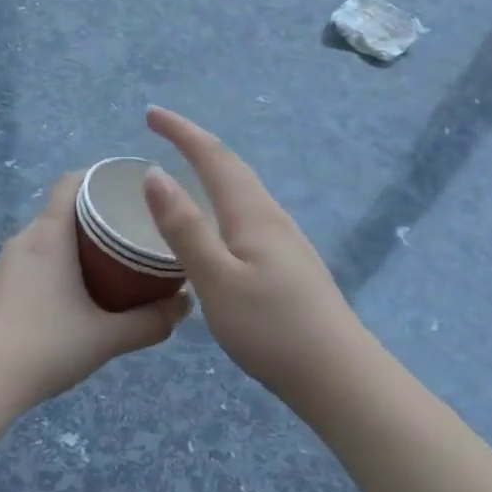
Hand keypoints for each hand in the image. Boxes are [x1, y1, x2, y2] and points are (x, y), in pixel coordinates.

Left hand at [0, 173, 189, 411]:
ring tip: (111, 265)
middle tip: (133, 234)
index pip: (71, 182)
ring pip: (47, 239)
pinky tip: (74, 295)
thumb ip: (151, 322)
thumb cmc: (45, 347)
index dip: (101, 178)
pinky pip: (32, 261)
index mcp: (48, 235)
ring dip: (76, 245)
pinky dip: (56, 265)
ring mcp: (4, 263)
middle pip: (63, 211)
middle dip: (98, 217)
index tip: (132, 191)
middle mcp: (23, 239)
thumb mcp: (107, 337)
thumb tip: (187, 304)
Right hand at [142, 107, 363, 404]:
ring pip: (244, 191)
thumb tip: (154, 175)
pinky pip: (248, 214)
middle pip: (233, 168)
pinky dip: (223, 200)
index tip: (151, 114)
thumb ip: (184, 228)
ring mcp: (286, 242)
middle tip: (162, 131)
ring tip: (185, 168)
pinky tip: (218, 223)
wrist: (340, 377)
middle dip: (196, 143)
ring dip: (212, 169)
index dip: (181, 132)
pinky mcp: (290, 266)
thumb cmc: (272, 329)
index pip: (213, 158)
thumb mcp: (216, 280)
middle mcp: (272, 219)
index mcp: (253, 216)